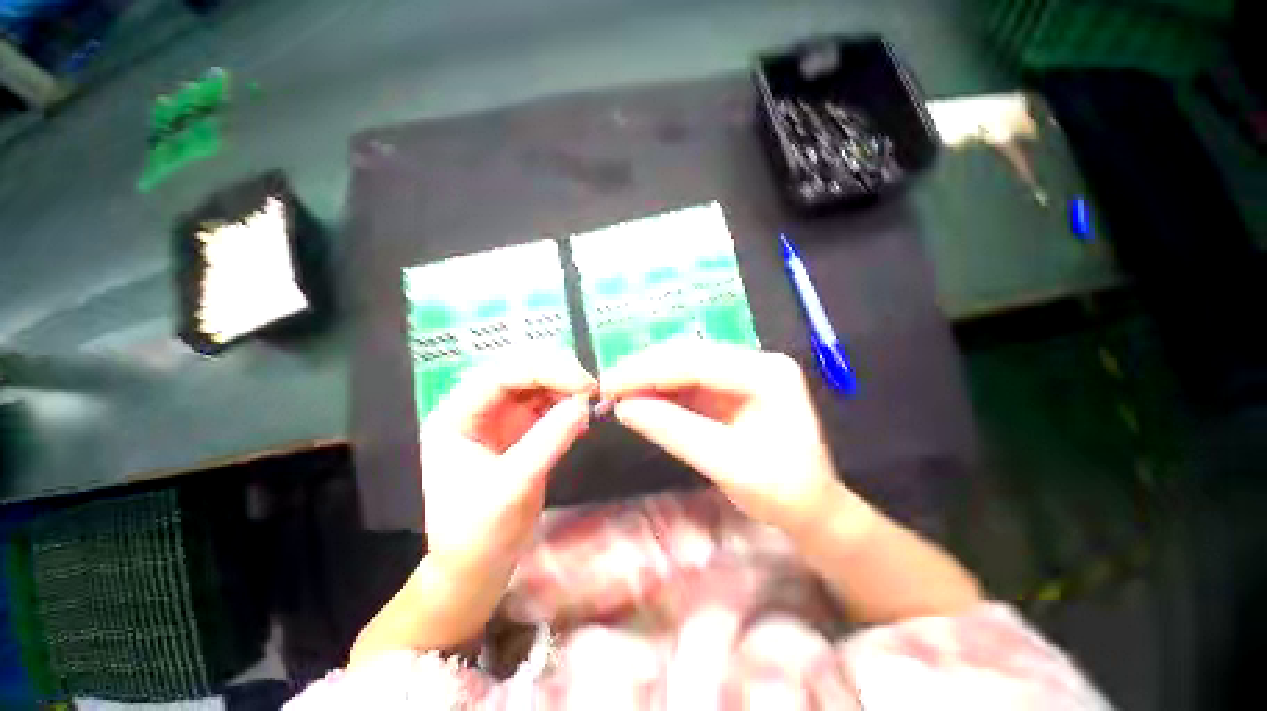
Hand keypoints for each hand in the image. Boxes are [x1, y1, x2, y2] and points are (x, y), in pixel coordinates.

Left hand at [421, 351, 595, 573]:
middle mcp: (478, 409)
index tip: (582, 384)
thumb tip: (582, 404)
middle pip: (520, 371)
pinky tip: (582, 417)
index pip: (500, 375)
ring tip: (590, 403)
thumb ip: (547, 442)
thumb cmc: (479, 534)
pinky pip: (549, 404)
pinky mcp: (522, 429)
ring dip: (566, 388)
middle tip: (591, 389)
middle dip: (558, 373)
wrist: (477, 567)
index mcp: (457, 416)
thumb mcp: (512, 487)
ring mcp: (502, 417)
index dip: (544, 370)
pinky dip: (568, 405)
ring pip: (538, 384)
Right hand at [602, 342, 842, 535]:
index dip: (648, 371)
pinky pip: (688, 383)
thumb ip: (675, 431)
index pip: (696, 362)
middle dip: (645, 370)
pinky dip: (661, 390)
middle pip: (689, 356)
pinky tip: (640, 398)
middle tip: (607, 386)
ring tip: (617, 392)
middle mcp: (754, 363)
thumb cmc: (783, 493)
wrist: (812, 509)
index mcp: (766, 373)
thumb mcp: (728, 466)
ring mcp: (742, 374)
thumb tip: (624, 408)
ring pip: (684, 365)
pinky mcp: (730, 389)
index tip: (609, 383)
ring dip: (649, 378)